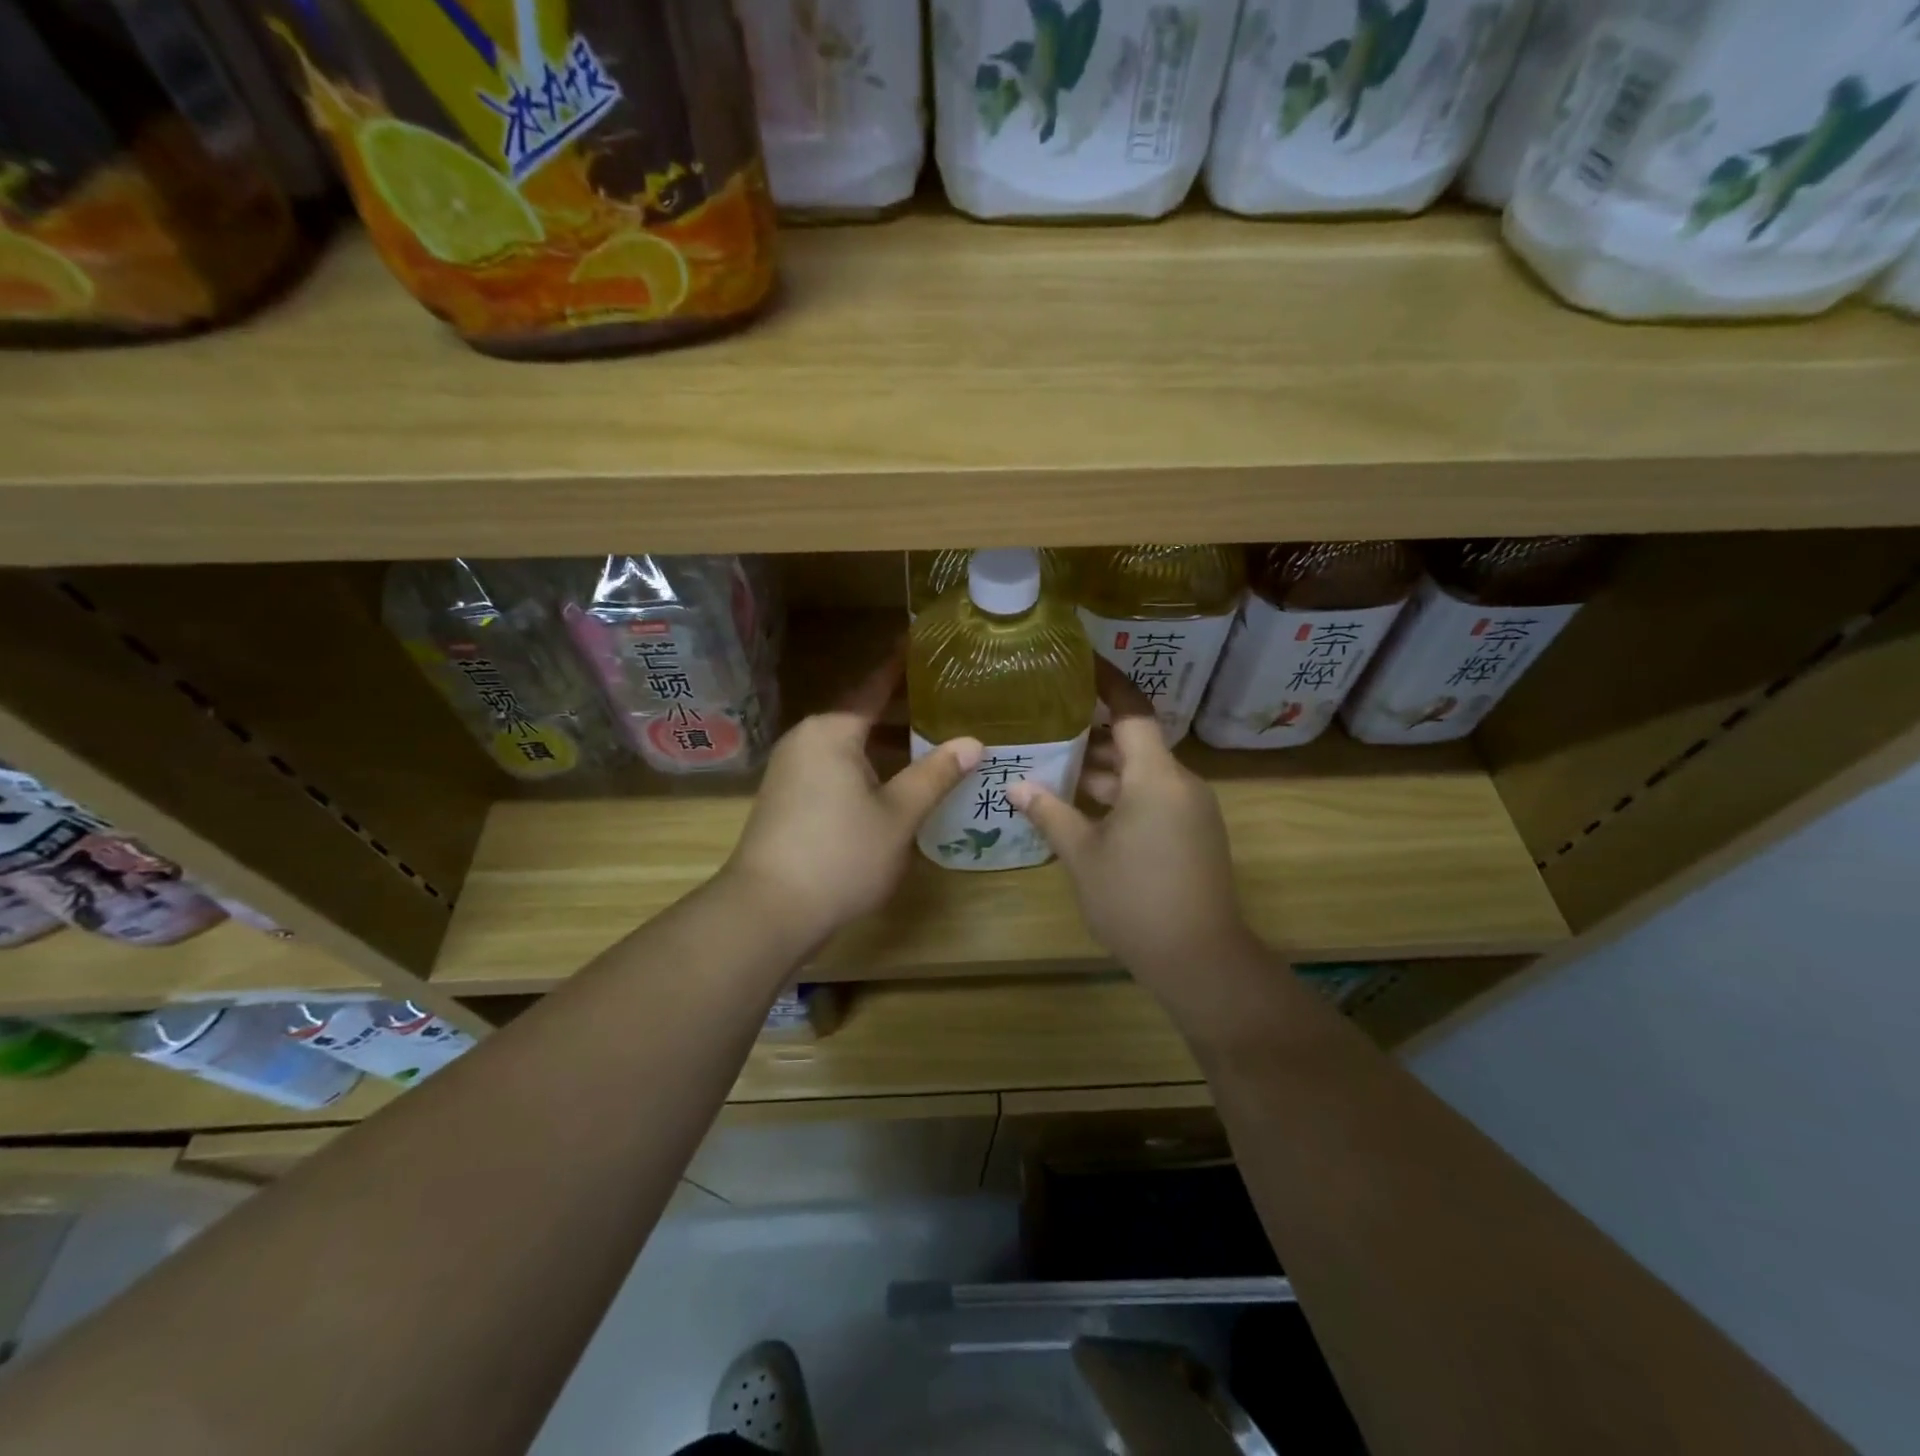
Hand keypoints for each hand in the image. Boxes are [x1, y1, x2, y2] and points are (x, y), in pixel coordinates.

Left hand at [723, 653, 981, 951]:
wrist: (769, 910)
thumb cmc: (840, 855)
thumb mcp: (898, 815)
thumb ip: (935, 775)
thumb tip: (972, 742)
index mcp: (832, 731)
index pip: (874, 686)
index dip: (900, 666)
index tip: (920, 642)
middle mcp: (806, 739)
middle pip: (860, 713)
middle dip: (900, 708)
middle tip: (944, 698)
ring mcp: (791, 769)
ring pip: (847, 743)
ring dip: (883, 741)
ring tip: (927, 737)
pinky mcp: (786, 797)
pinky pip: (833, 765)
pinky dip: (864, 763)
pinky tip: (891, 780)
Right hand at [1008, 666, 1262, 1013]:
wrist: (1200, 959)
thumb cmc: (1135, 899)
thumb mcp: (1083, 855)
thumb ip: (1050, 813)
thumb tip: (1015, 785)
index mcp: (1156, 777)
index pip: (1132, 711)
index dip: (1108, 682)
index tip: (1081, 660)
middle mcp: (1180, 783)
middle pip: (1135, 742)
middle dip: (1093, 733)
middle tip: (1048, 720)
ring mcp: (1191, 810)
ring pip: (1142, 774)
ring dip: (1104, 769)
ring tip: (1055, 763)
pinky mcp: (1193, 833)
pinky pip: (1153, 797)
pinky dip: (1120, 793)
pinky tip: (1083, 806)